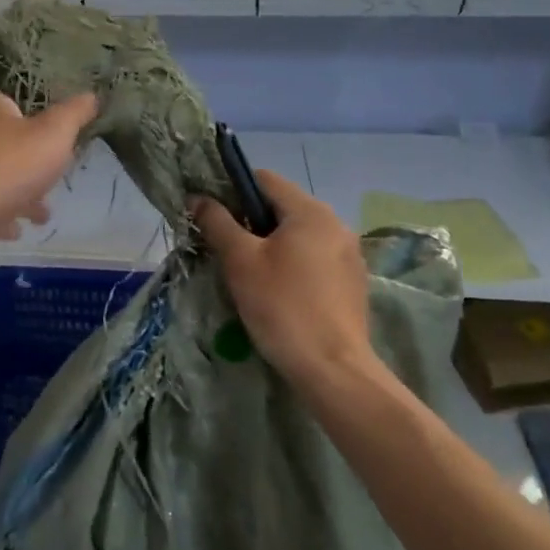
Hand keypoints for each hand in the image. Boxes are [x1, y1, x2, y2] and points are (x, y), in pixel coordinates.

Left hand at [0, 89, 97, 259]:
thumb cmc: (6, 167)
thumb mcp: (53, 135)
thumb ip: (74, 115)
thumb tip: (92, 95)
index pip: (15, 101)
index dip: (37, 116)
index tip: (57, 136)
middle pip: (8, 142)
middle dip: (33, 163)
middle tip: (55, 177)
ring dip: (20, 193)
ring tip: (42, 214)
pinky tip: (15, 230)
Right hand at [190, 171, 374, 389]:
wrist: (332, 370)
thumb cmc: (282, 306)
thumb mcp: (240, 261)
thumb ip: (217, 222)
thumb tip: (197, 198)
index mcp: (311, 211)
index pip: (263, 180)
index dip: (232, 189)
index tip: (212, 215)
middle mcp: (336, 224)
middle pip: (282, 207)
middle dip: (250, 221)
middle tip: (226, 249)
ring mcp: (349, 254)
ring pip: (298, 235)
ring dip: (271, 244)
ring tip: (249, 273)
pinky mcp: (352, 282)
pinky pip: (314, 258)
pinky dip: (292, 264)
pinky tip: (278, 292)